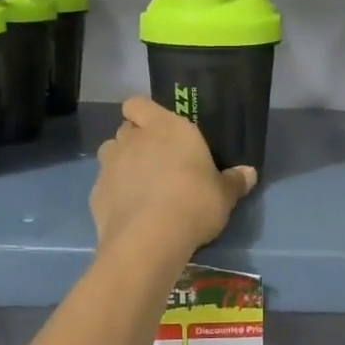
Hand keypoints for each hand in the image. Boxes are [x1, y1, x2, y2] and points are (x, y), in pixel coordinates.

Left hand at [92, 96, 256, 254]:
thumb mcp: (224, 196)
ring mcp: (110, 165)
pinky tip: (129, 210)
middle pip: (126, 128)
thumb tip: (249, 173)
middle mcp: (134, 139)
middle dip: (136, 140)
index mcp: (167, 128)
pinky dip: (113, 192)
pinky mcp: (95, 193)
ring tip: (139, 184)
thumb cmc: (194, 204)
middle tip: (155, 160)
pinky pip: (104, 185)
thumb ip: (234, 181)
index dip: (143, 113)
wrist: (149, 240)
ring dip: (121, 162)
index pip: (139, 104)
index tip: (156, 128)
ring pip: (110, 153)